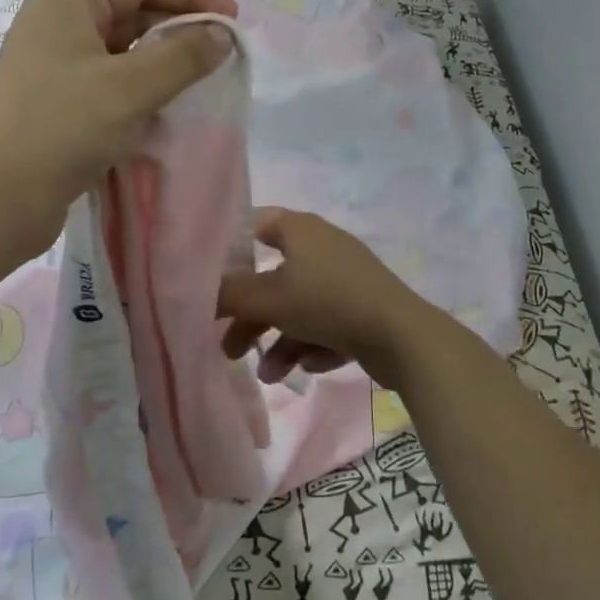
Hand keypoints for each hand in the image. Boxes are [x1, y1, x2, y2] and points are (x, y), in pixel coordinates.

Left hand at [0, 0, 236, 256]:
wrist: (0, 199)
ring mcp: (56, 59)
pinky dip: (142, 80)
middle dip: (179, 21)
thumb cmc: (64, 130)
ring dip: (163, 53)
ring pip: (123, 41)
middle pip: (132, 3)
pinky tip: (166, 102)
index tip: (230, 22)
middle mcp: (59, 19)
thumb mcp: (131, 88)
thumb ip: (183, 56)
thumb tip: (221, 36)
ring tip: (201, 76)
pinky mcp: (59, 95)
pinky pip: (111, 73)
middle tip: (221, 50)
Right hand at [218, 208, 431, 386]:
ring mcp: (346, 279)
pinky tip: (311, 367)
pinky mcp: (364, 309)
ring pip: (299, 308)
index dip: (229, 248)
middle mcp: (323, 248)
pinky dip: (313, 345)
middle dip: (250, 317)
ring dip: (280, 342)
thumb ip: (228, 294)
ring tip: (270, 376)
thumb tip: (196, 290)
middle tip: (229, 349)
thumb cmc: (328, 302)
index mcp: (301, 230)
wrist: (403, 338)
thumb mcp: (269, 298)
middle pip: (273, 278)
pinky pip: (327, 324)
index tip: (207, 277)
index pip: (256, 223)